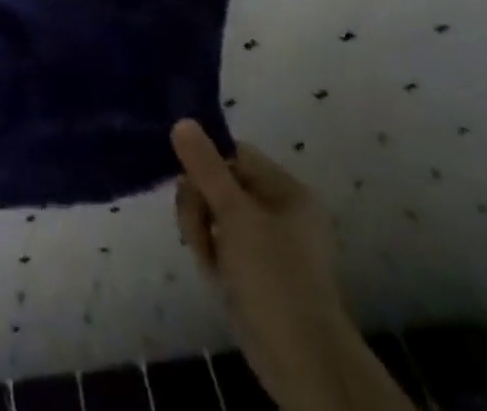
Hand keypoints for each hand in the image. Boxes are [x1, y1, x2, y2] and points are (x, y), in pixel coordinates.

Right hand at [173, 121, 408, 410]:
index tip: (188, 184)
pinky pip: (222, 245)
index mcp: (286, 190)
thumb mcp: (235, 215)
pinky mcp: (256, 273)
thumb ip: (205, 167)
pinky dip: (212, 254)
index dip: (207, 164)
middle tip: (198, 232)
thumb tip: (182, 121)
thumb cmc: (274, 277)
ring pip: (216, 215)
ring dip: (202, 231)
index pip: (233, 154)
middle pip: (220, 183)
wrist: (304, 366)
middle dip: (200, 204)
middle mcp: (278, 210)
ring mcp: (267, 245)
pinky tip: (214, 275)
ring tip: (207, 260)